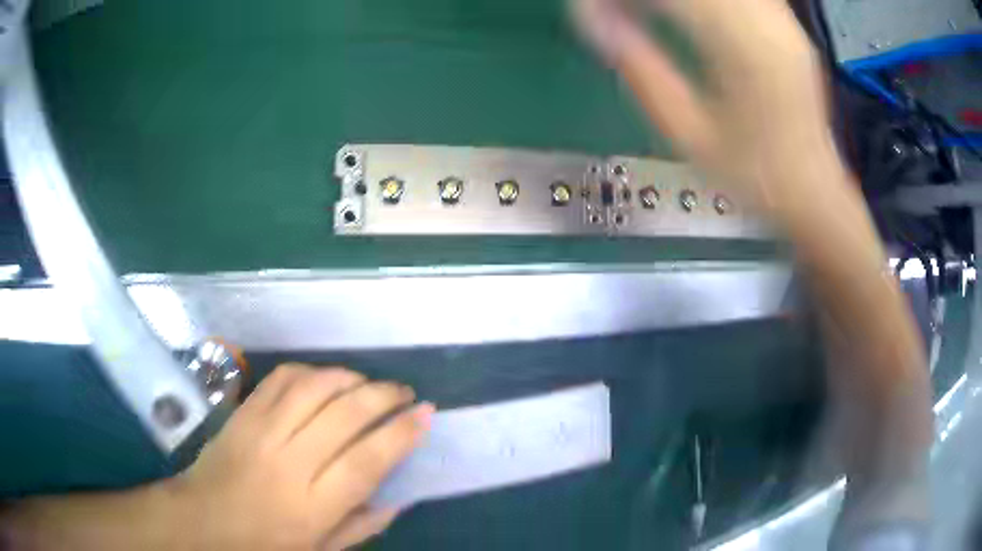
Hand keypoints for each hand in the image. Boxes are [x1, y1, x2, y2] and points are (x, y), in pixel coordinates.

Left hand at [171, 364, 433, 549]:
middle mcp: (289, 462)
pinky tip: (326, 378)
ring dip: (350, 377)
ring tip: (370, 383)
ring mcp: (262, 431)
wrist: (200, 520)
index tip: (427, 414)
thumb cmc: (263, 544)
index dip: (402, 433)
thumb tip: (399, 497)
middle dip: (383, 396)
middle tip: (404, 393)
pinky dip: (312, 371)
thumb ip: (361, 526)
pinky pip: (282, 378)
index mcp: (312, 505)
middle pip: (344, 414)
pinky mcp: (243, 412)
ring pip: (314, 387)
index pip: (367, 460)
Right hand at [573, 0, 837, 221]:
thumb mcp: (689, 135)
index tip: (590, 13)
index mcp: (744, 52)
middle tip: (616, 13)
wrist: (813, 188)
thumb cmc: (752, 176)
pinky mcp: (784, 20)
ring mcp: (781, 17)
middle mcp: (767, 22)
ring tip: (646, 13)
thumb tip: (595, 24)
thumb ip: (641, 72)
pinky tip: (683, 12)